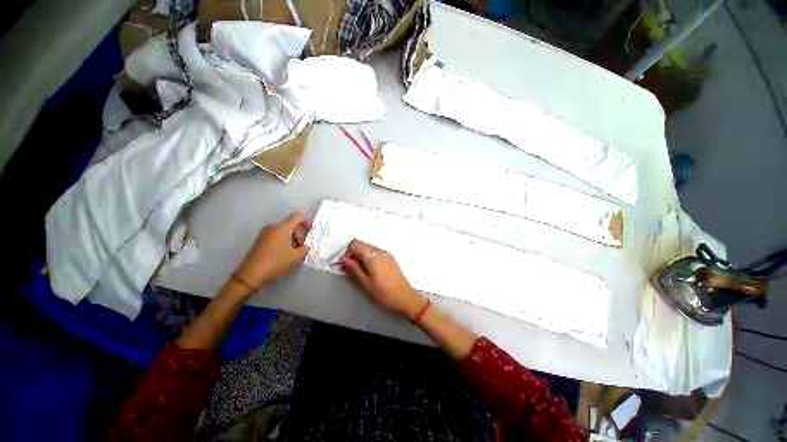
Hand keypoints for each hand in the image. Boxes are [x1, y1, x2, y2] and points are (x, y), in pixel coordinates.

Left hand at [233, 213, 310, 291]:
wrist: (250, 275)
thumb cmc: (276, 262)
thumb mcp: (295, 256)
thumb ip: (305, 248)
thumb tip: (307, 245)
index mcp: (282, 228)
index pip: (297, 217)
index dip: (306, 221)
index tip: (311, 231)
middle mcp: (272, 227)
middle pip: (290, 224)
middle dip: (299, 234)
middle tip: (303, 247)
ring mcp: (265, 233)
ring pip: (283, 231)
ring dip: (292, 238)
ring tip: (295, 252)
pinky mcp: (260, 240)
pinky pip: (276, 235)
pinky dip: (284, 241)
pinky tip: (285, 253)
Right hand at [340, 239, 426, 319]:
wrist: (405, 298)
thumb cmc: (385, 293)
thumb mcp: (365, 283)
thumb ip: (353, 269)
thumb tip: (344, 259)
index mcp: (373, 256)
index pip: (355, 244)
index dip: (347, 252)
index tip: (344, 264)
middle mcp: (380, 251)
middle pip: (362, 244)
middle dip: (353, 254)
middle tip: (349, 268)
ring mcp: (387, 254)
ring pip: (369, 248)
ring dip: (361, 256)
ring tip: (359, 272)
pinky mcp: (390, 258)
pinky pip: (376, 253)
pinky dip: (369, 258)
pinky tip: (369, 271)